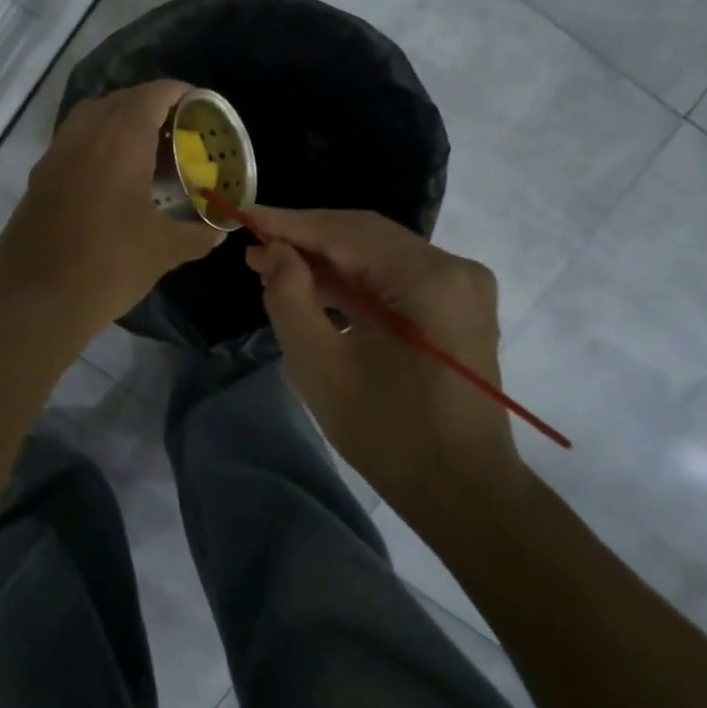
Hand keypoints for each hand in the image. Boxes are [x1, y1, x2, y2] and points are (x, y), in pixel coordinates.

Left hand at [0, 80, 221, 341]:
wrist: (36, 299)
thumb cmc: (108, 265)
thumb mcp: (164, 251)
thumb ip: (198, 234)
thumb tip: (219, 230)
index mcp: (120, 140)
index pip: (152, 95)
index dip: (178, 93)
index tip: (199, 105)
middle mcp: (84, 135)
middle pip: (120, 100)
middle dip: (151, 106)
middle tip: (177, 130)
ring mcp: (55, 155)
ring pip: (90, 118)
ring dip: (119, 122)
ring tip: (146, 150)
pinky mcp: (38, 178)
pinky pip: (72, 143)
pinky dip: (95, 144)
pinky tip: (111, 179)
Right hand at [245, 207, 522, 508]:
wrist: (463, 490)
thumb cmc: (389, 434)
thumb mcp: (321, 366)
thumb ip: (289, 297)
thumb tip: (273, 251)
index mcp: (429, 280)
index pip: (346, 234)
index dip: (290, 224)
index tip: (243, 216)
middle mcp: (453, 268)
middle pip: (365, 234)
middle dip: (307, 237)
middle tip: (254, 246)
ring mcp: (460, 285)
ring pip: (379, 252)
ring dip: (327, 258)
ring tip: (273, 264)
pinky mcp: (456, 304)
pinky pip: (394, 275)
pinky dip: (353, 279)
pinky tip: (313, 284)